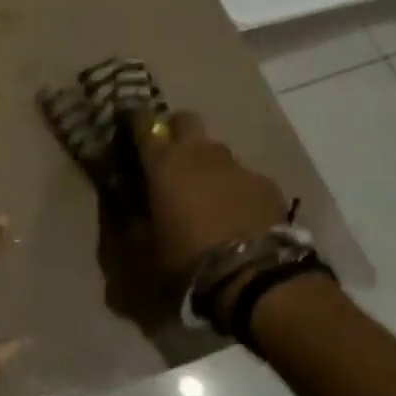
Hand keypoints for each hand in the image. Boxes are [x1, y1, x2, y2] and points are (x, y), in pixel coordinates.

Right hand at [98, 112, 287, 329]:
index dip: (137, 122)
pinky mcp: (266, 183)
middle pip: (186, 120)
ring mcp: (236, 165)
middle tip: (174, 158)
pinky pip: (245, 177)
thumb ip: (135, 220)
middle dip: (178, 131)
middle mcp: (199, 153)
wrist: (254, 275)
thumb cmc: (188, 259)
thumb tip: (129, 209)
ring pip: (218, 150)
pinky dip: (239, 189)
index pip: (143, 123)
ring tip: (210, 195)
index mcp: (164, 162)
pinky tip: (241, 216)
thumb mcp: (148, 246)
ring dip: (210, 165)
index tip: (132, 130)